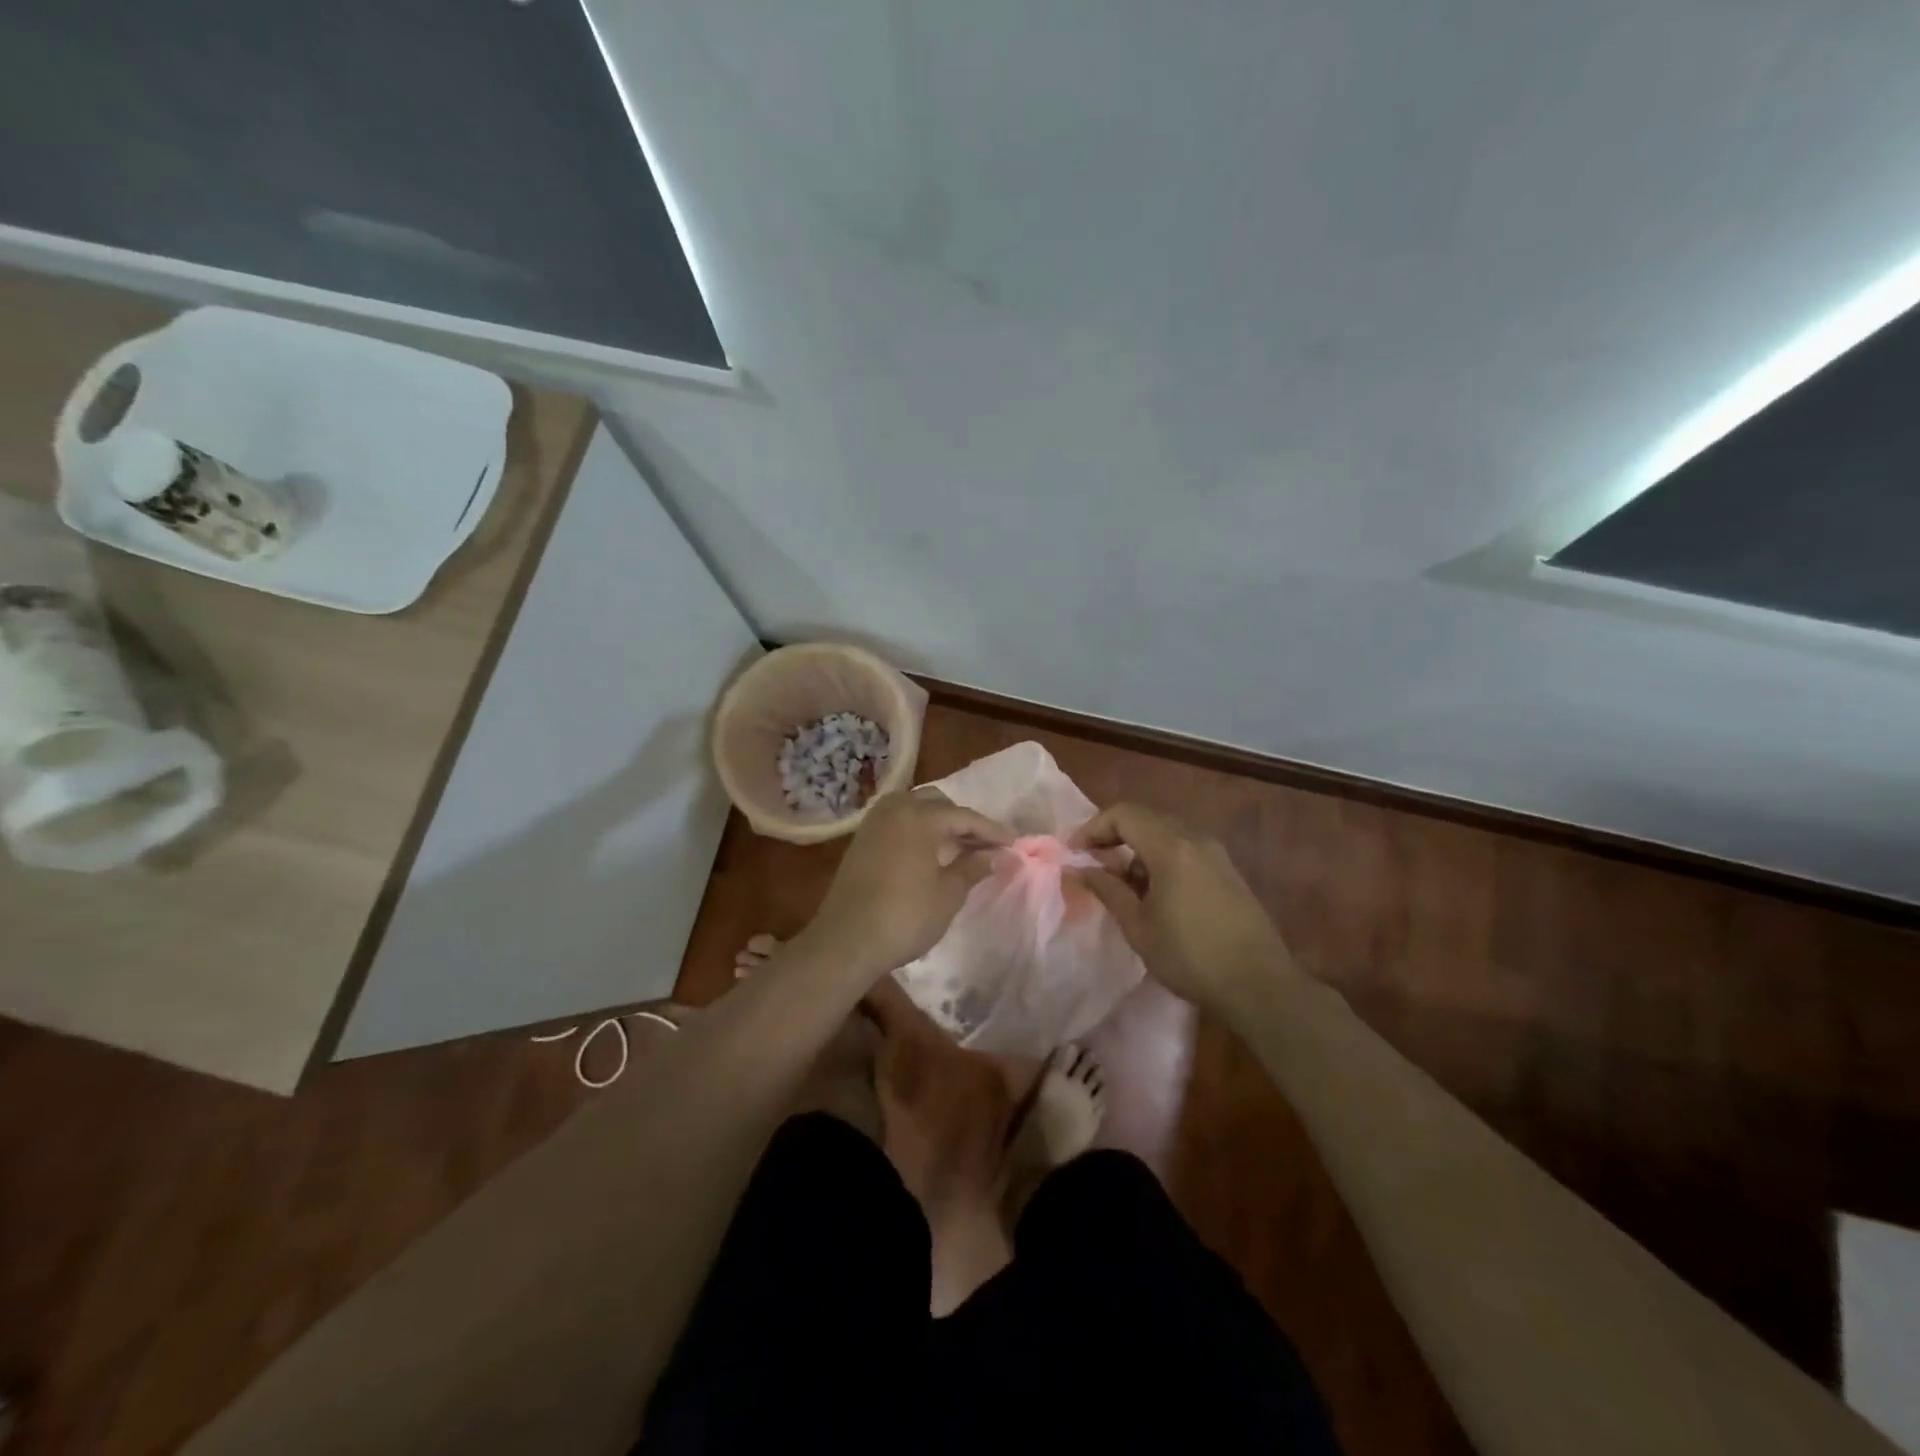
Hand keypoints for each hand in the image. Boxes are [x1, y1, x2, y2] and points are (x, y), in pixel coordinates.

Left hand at [801, 789, 1011, 980]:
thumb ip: (972, 868)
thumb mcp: (947, 895)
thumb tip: (994, 855)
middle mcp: (895, 809)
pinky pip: (897, 822)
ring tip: (959, 847)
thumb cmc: (904, 916)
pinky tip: (930, 853)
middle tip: (984, 845)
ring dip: (938, 823)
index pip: (964, 816)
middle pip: (937, 804)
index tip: (1014, 844)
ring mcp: (873, 823)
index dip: (992, 831)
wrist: (846, 940)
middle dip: (962, 821)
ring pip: (914, 809)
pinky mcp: (861, 840)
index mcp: (919, 816)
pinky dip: (917, 830)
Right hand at [1071, 802, 1289, 1013]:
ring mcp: (1216, 853)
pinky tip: (1155, 893)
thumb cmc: (1190, 956)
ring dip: (1138, 848)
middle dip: (1114, 835)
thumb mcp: (1138, 926)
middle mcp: (1195, 839)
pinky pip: (1185, 848)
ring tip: (1123, 885)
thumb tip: (1079, 869)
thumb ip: (1107, 890)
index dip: (1093, 828)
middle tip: (1094, 864)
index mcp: (1171, 847)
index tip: (1076, 854)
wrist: (1260, 985)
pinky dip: (1161, 858)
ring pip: (1166, 832)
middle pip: (1146, 817)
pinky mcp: (1227, 870)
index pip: (1123, 814)